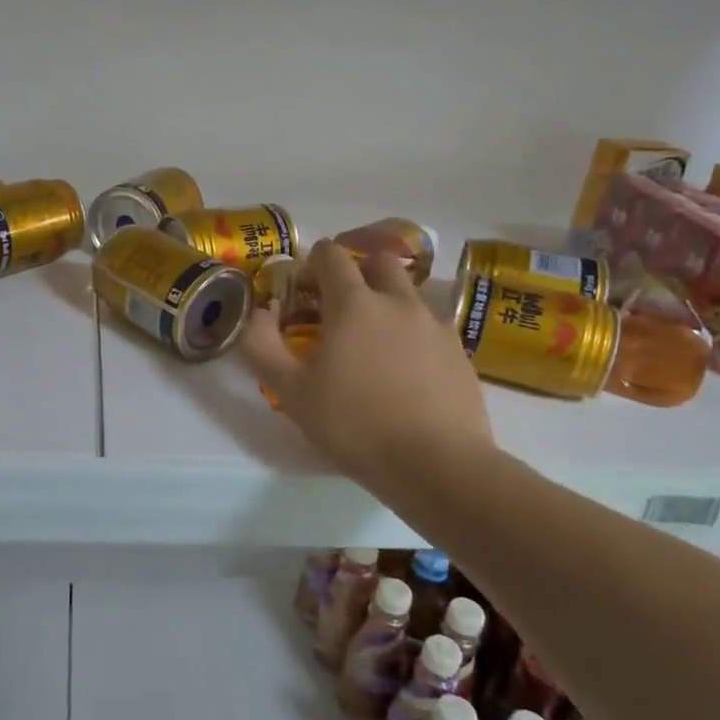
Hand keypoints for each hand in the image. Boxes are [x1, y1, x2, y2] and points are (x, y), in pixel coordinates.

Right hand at [240, 242, 495, 502]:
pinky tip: (404, 372)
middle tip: (339, 309)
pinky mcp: (458, 352)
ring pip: (407, 293)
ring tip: (373, 345)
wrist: (437, 465)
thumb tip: (261, 311)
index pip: (331, 254)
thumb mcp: (290, 391)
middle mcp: (397, 301)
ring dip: (386, 303)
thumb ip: (262, 344)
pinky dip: (411, 334)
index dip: (311, 264)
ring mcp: (433, 325)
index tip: (302, 292)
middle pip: (377, 262)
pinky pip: (429, 326)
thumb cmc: (354, 424)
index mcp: (354, 303)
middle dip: (356, 273)